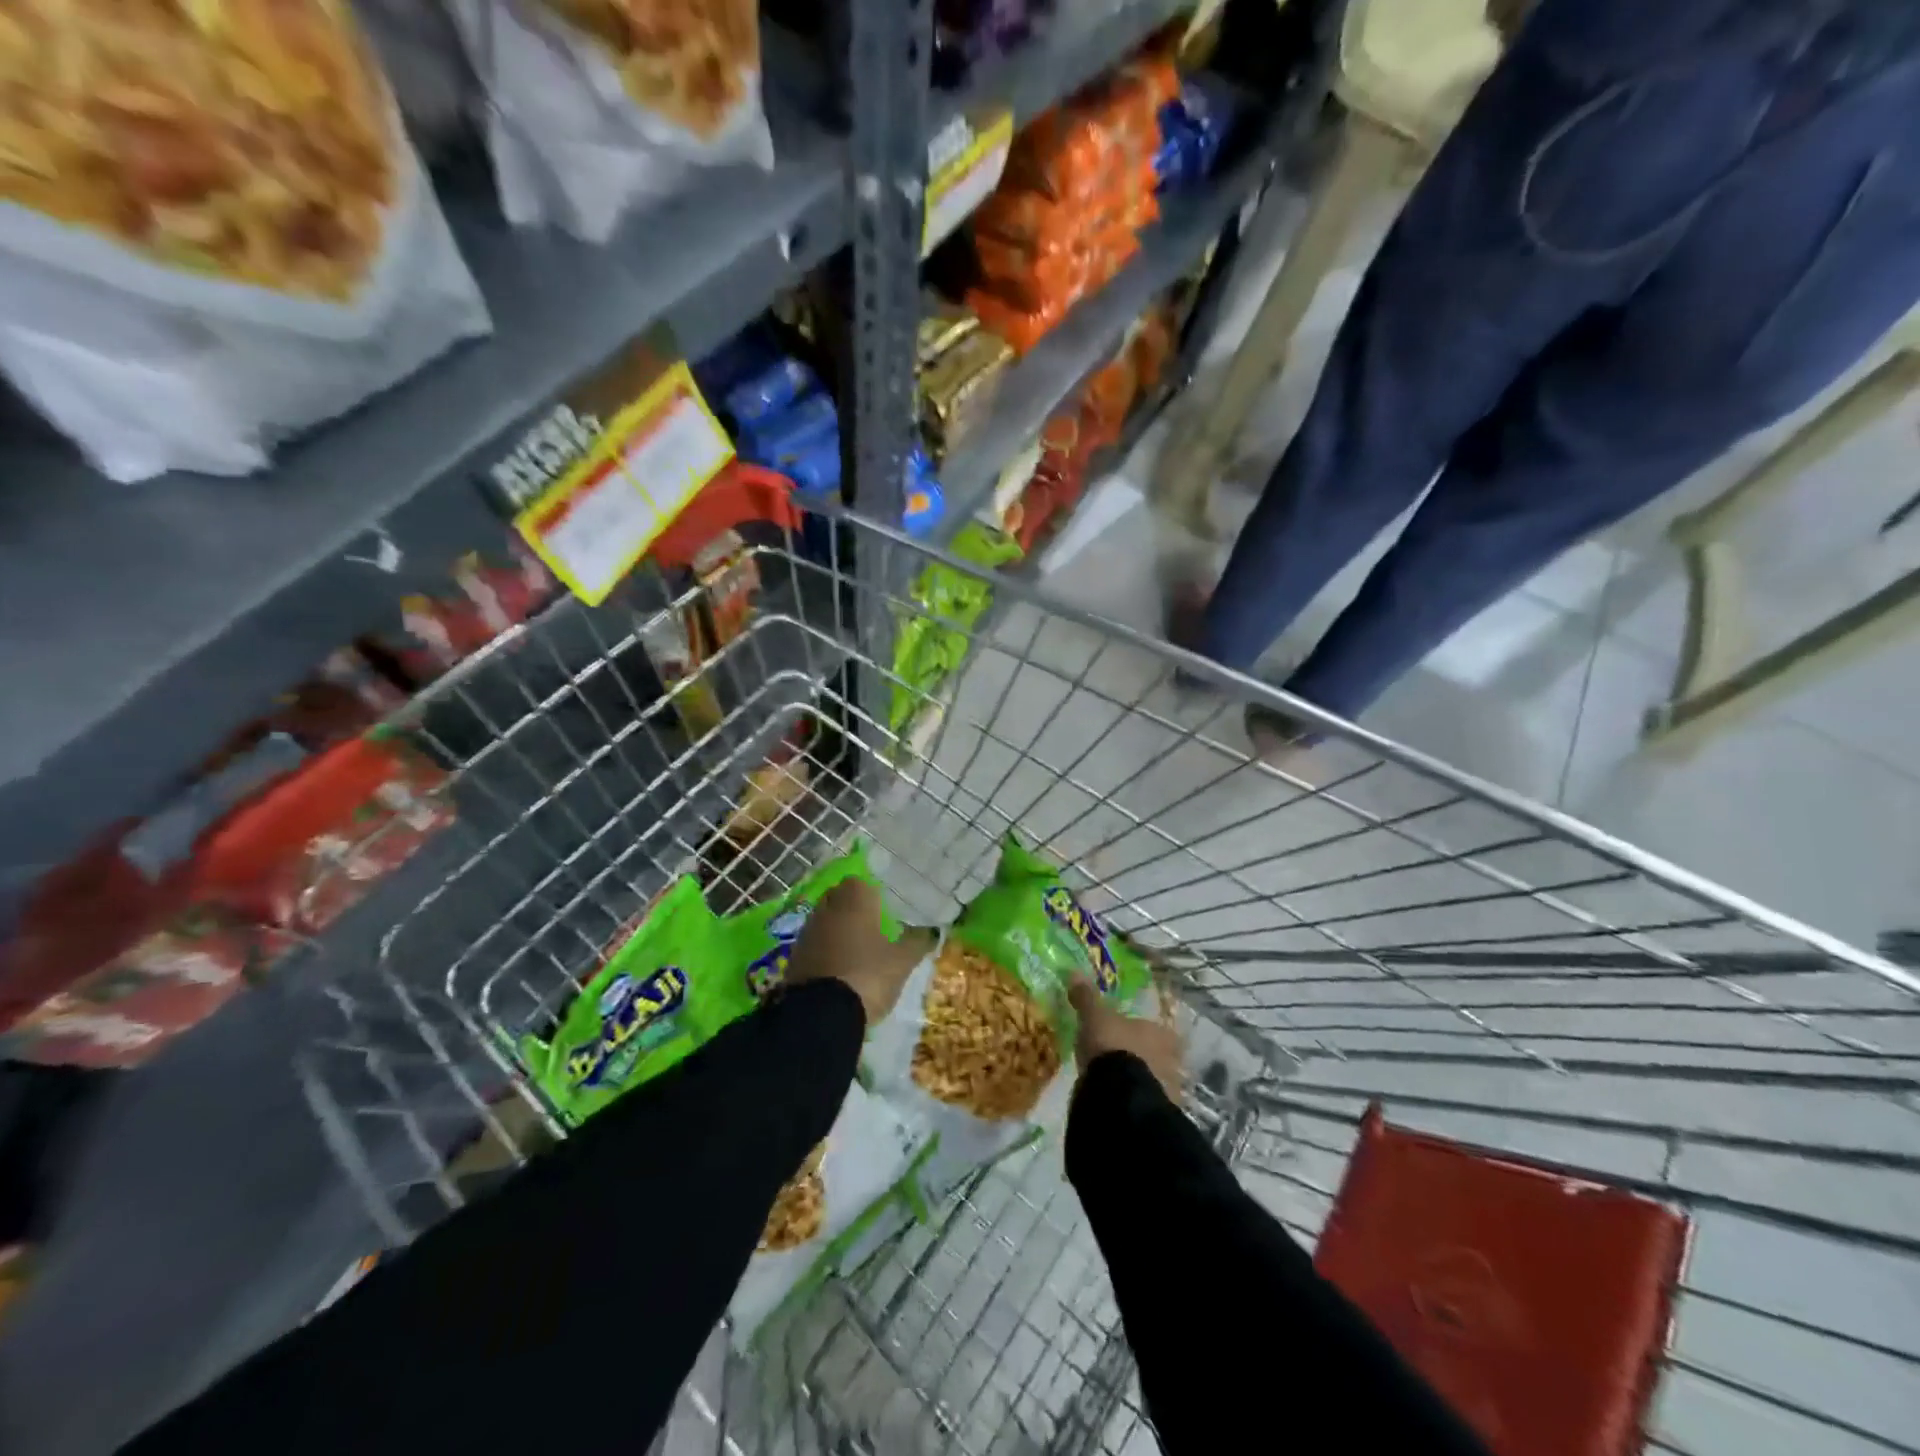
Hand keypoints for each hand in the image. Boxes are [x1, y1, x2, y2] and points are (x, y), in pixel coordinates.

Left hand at [786, 879, 932, 1024]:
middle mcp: (827, 908)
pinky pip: (813, 946)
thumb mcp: (902, 961)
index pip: (859, 883)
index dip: (870, 895)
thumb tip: (931, 931)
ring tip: (855, 952)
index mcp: (854, 900)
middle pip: (839, 899)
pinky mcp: (794, 958)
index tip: (883, 910)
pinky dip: (824, 952)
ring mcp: (807, 933)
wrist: (822, 1013)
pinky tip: (837, 970)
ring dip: (836, 932)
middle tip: (871, 929)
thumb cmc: (869, 974)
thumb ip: (917, 942)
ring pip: (824, 922)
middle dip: (852, 911)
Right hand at [1067, 979, 1182, 1099]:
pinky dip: (1135, 1101)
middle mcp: (1172, 1059)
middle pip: (1158, 1056)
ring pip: (1154, 1080)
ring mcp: (1169, 1090)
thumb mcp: (1094, 1017)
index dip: (1142, 1033)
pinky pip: (1146, 1102)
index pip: (1157, 1030)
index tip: (1126, 1037)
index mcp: (1161, 1033)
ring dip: (1140, 1081)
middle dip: (1142, 1058)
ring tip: (1116, 1084)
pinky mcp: (1159, 1114)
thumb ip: (1087, 998)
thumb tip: (1075, 972)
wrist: (1120, 1097)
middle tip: (1120, 1061)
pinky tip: (1119, 1103)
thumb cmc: (1113, 1047)